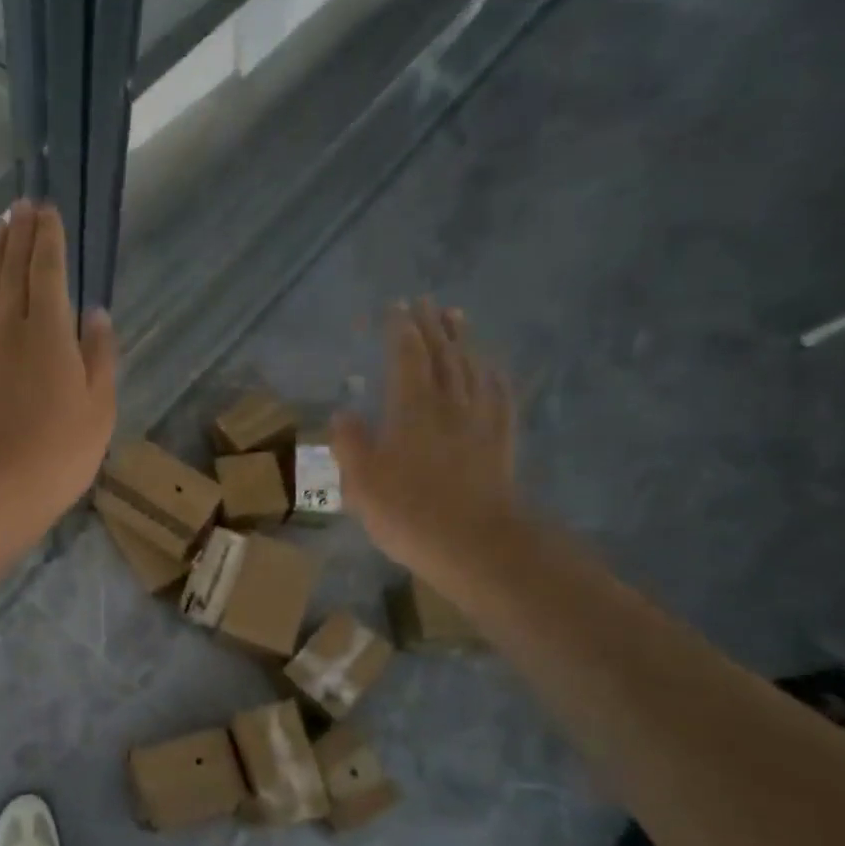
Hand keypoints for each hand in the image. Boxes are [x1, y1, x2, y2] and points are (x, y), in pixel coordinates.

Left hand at [0, 200, 116, 541]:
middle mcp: (13, 334)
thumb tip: (96, 313)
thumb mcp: (100, 406)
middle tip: (19, 205)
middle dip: (19, 238)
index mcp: (52, 336)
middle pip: (14, 276)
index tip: (47, 210)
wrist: (0, 489)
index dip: (48, 240)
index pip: (50, 274)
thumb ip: (99, 356)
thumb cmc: (62, 452)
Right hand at [331, 299, 518, 575]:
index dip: (399, 329)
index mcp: (412, 408)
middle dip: (431, 325)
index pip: (405, 355)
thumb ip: (350, 443)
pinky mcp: (501, 440)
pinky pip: (499, 395)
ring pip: (472, 367)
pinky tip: (490, 369)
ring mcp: (480, 420)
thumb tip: (343, 413)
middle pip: (442, 353)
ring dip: (462, 340)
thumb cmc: (408, 512)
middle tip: (424, 301)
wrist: (476, 543)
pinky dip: (492, 374)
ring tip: (456, 318)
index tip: (394, 307)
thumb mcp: (361, 482)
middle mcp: (449, 403)